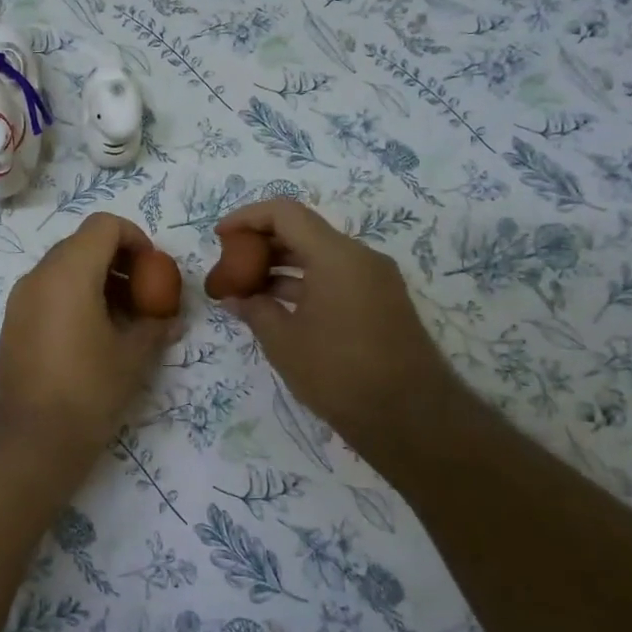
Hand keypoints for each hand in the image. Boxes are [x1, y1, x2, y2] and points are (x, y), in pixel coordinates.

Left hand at [0, 213, 178, 467]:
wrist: (27, 442)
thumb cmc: (87, 392)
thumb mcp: (133, 357)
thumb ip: (155, 326)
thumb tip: (169, 317)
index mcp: (68, 273)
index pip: (104, 225)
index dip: (135, 238)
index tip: (154, 270)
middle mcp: (38, 276)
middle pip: (83, 244)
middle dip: (119, 261)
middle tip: (144, 296)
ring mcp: (20, 299)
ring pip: (64, 268)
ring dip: (98, 280)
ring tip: (124, 320)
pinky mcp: (13, 322)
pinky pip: (48, 292)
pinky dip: (75, 297)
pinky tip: (95, 335)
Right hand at [215, 199, 469, 454]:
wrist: (410, 418)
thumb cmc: (338, 373)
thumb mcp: (284, 341)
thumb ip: (255, 310)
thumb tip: (235, 297)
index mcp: (336, 256)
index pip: (285, 213)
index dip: (247, 218)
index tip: (220, 237)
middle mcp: (360, 257)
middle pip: (303, 231)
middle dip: (261, 244)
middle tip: (230, 266)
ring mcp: (375, 280)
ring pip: (319, 255)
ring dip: (281, 266)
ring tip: (246, 289)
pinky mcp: (381, 301)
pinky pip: (335, 277)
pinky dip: (304, 283)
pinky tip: (277, 306)